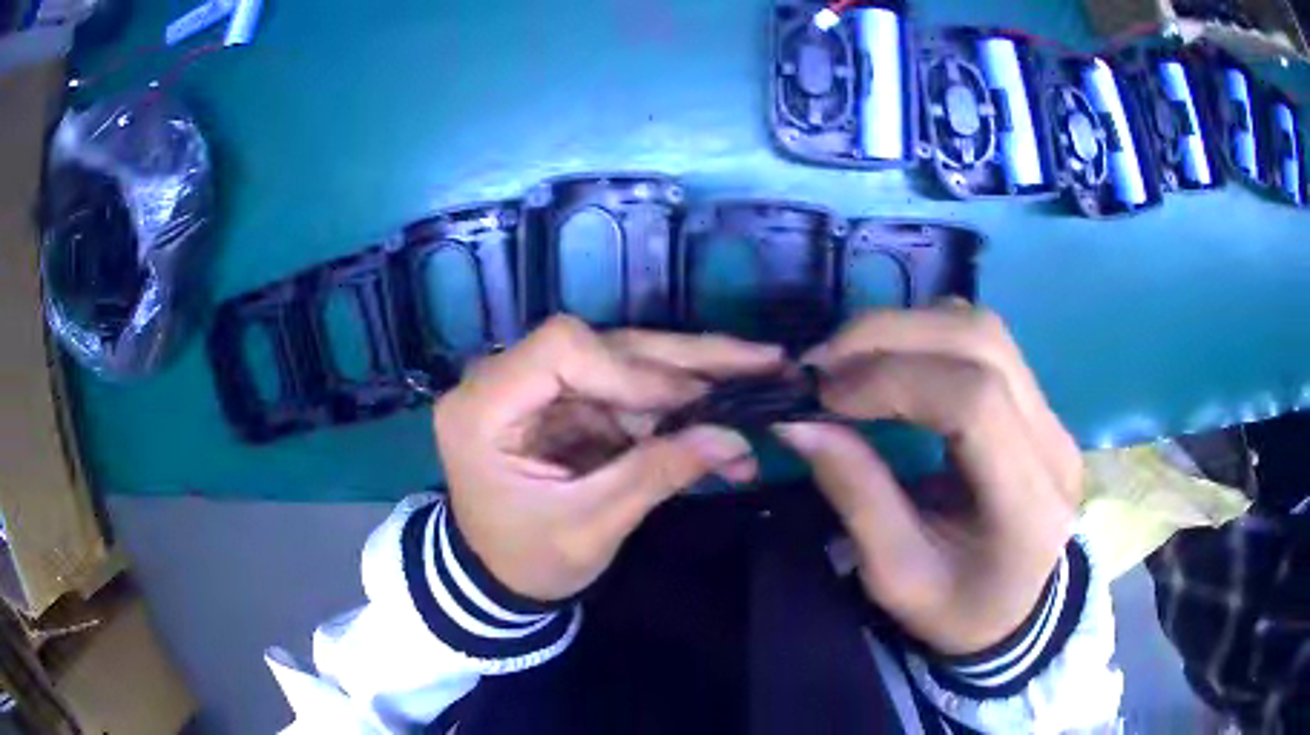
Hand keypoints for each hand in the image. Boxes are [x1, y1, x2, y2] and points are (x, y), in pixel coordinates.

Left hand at [435, 315, 782, 601]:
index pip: (562, 348)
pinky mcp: (566, 400)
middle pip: (603, 344)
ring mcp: (538, 386)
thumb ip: (656, 475)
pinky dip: (676, 404)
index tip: (695, 401)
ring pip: (625, 359)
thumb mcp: (590, 528)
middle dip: (687, 359)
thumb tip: (733, 437)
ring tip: (760, 377)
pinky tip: (721, 417)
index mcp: (484, 408)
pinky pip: (627, 388)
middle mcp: (505, 380)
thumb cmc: (526, 561)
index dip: (633, 369)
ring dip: (693, 377)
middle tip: (763, 360)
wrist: (496, 577)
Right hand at [776, 302, 1082, 655]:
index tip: (823, 395)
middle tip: (821, 364)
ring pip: (983, 329)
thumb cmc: (956, 609)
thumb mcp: (895, 576)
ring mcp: (1052, 415)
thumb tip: (798, 421)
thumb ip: (856, 495)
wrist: (1013, 611)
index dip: (893, 382)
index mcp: (1028, 504)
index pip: (975, 402)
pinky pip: (985, 341)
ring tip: (850, 360)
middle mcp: (1052, 442)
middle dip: (890, 336)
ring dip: (907, 328)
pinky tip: (892, 363)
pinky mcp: (1039, 403)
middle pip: (981, 343)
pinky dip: (927, 334)